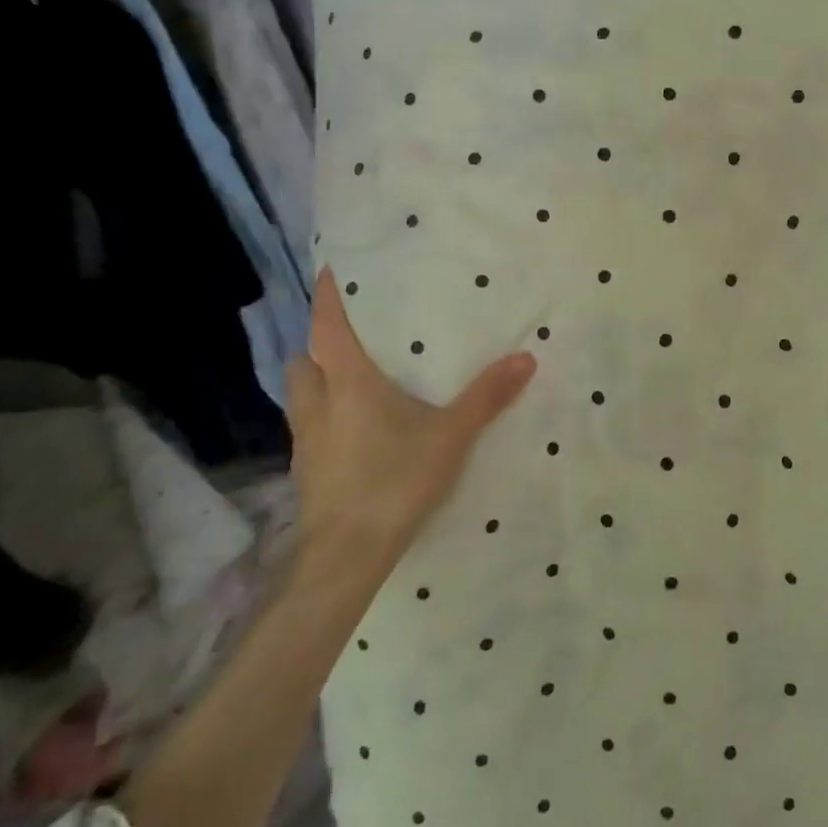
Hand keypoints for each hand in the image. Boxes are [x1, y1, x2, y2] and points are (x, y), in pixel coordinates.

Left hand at [284, 269, 536, 581]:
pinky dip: (323, 419)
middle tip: (347, 337)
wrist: (347, 556)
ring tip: (348, 383)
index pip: (327, 327)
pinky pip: (308, 431)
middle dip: (317, 345)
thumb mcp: (451, 435)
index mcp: (348, 384)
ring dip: (316, 382)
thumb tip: (527, 357)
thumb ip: (487, 396)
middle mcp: (318, 405)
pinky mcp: (307, 474)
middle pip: (304, 361)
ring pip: (300, 397)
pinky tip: (350, 435)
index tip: (329, 270)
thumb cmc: (395, 481)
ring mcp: (306, 442)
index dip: (326, 296)